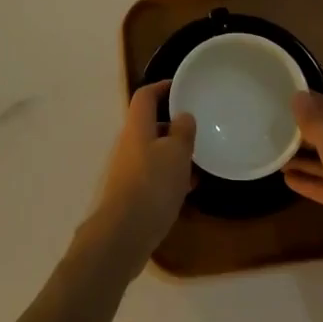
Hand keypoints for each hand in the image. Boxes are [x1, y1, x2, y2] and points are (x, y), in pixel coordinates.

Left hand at [82, 82, 195, 277]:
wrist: (123, 234)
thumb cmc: (152, 185)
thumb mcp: (176, 154)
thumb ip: (182, 131)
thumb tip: (183, 116)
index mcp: (137, 127)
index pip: (145, 96)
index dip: (161, 87)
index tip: (181, 87)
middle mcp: (129, 144)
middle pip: (150, 124)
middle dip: (173, 124)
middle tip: (197, 127)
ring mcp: (128, 169)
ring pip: (154, 151)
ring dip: (174, 152)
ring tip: (199, 159)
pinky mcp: (131, 193)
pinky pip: (153, 174)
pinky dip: (170, 175)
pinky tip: (189, 187)